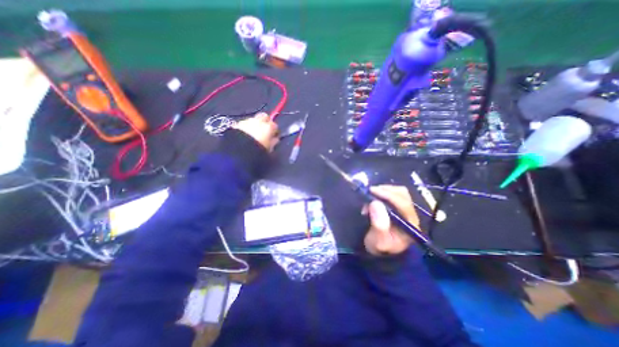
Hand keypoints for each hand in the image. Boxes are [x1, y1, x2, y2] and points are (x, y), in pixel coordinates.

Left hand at [233, 113, 278, 151]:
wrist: (240, 149)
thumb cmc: (259, 149)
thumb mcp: (269, 149)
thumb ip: (273, 142)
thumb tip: (275, 139)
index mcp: (269, 127)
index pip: (275, 126)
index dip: (274, 131)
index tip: (273, 136)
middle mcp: (259, 121)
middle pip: (265, 116)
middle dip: (265, 122)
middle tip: (264, 130)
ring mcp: (248, 121)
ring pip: (254, 119)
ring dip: (255, 124)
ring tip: (253, 133)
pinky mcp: (238, 123)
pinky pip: (245, 123)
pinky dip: (246, 127)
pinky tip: (245, 134)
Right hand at [364, 186, 419, 255]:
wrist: (381, 252)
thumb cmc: (380, 248)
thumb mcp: (378, 241)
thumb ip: (379, 225)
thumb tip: (376, 203)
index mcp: (410, 224)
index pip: (403, 204)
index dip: (388, 195)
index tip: (372, 191)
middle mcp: (410, 215)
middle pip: (402, 194)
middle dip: (385, 191)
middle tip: (370, 192)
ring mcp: (405, 209)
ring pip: (398, 192)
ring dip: (383, 191)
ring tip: (371, 196)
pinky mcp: (398, 207)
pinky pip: (392, 194)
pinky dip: (382, 192)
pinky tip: (374, 198)